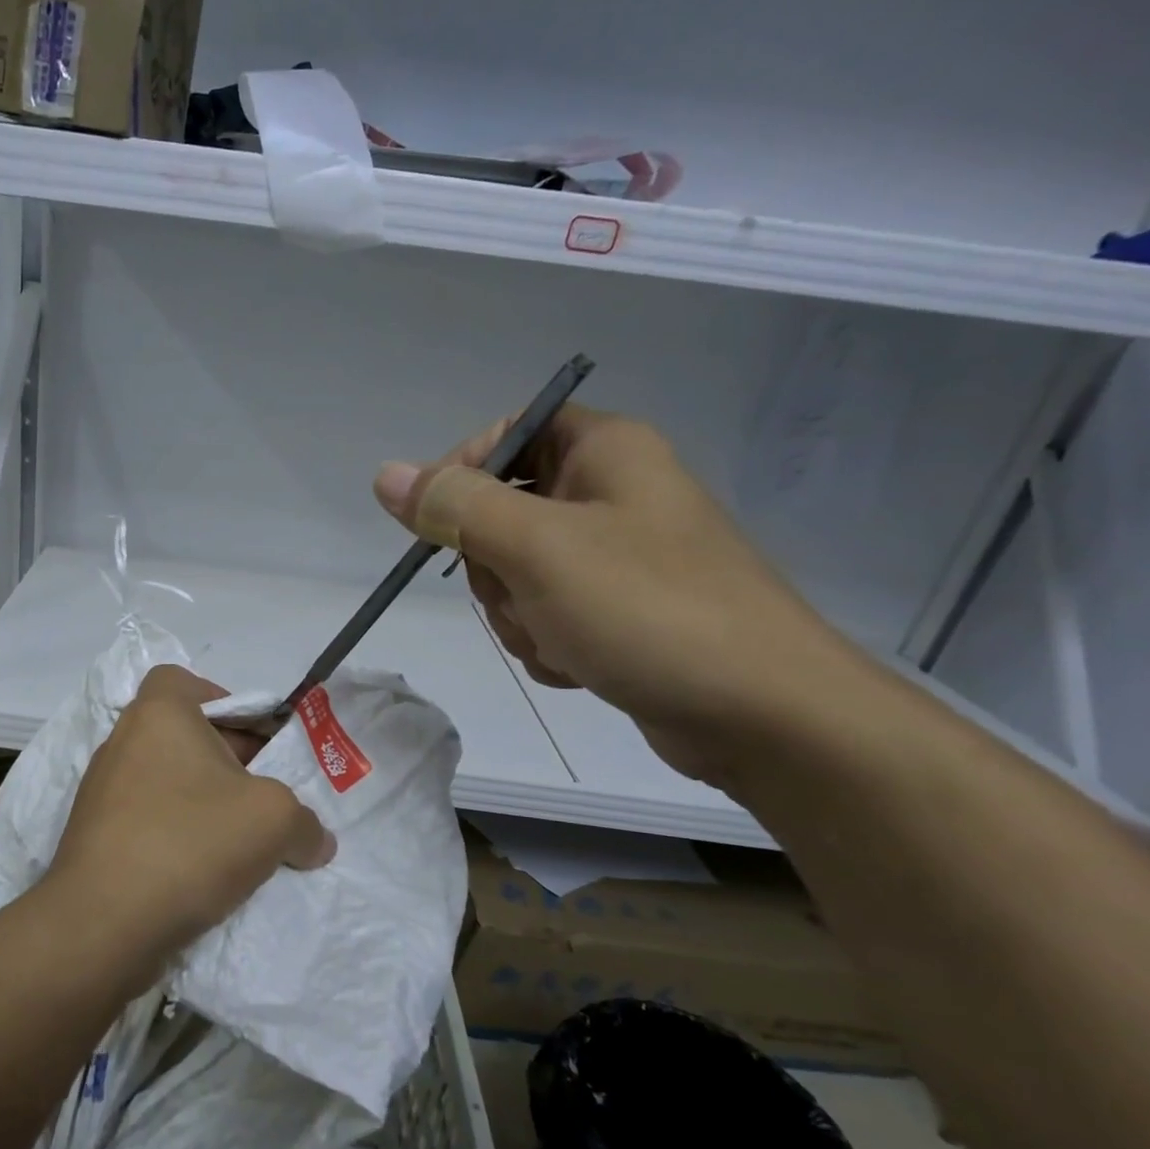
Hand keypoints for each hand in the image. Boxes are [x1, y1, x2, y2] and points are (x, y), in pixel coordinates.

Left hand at [45, 665, 336, 980]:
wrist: (102, 924)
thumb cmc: (190, 843)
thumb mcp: (274, 821)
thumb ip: (305, 822)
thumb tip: (316, 840)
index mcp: (158, 715)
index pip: (186, 681)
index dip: (226, 702)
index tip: (257, 742)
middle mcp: (123, 742)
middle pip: (185, 735)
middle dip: (230, 761)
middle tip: (266, 798)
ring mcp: (102, 791)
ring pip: (168, 781)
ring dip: (206, 803)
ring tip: (242, 840)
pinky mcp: (94, 836)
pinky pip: (148, 819)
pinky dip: (178, 834)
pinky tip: (207, 872)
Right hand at [372, 405, 860, 785]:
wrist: (763, 715)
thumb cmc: (648, 610)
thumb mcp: (538, 549)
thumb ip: (456, 507)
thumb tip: (386, 475)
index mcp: (604, 452)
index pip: (506, 433)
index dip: (462, 472)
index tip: (439, 525)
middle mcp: (610, 495)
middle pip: (502, 512)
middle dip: (495, 568)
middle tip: (526, 594)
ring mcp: (615, 558)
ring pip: (515, 573)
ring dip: (519, 615)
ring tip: (563, 638)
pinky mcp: (617, 612)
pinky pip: (545, 613)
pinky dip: (547, 641)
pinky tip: (580, 663)